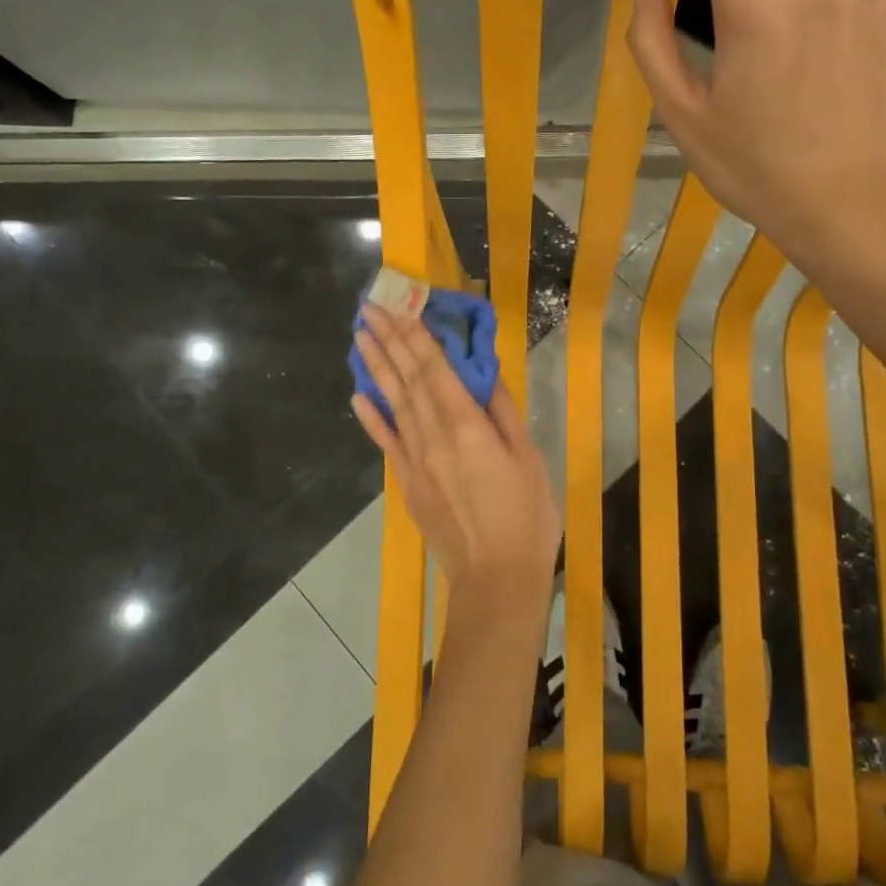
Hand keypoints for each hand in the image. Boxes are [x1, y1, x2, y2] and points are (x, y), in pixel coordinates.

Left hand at [350, 304, 559, 605]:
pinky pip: (386, 442)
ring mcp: (415, 459)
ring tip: (360, 338)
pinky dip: (371, 417)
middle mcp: (433, 434)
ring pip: (393, 402)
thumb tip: (484, 371)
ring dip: (375, 368)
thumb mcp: (528, 457)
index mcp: (466, 424)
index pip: (434, 368)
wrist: (496, 579)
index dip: (415, 334)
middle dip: (388, 340)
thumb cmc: (526, 516)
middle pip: (407, 378)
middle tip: (368, 309)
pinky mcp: (407, 483)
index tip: (398, 306)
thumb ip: (503, 411)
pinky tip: (357, 396)